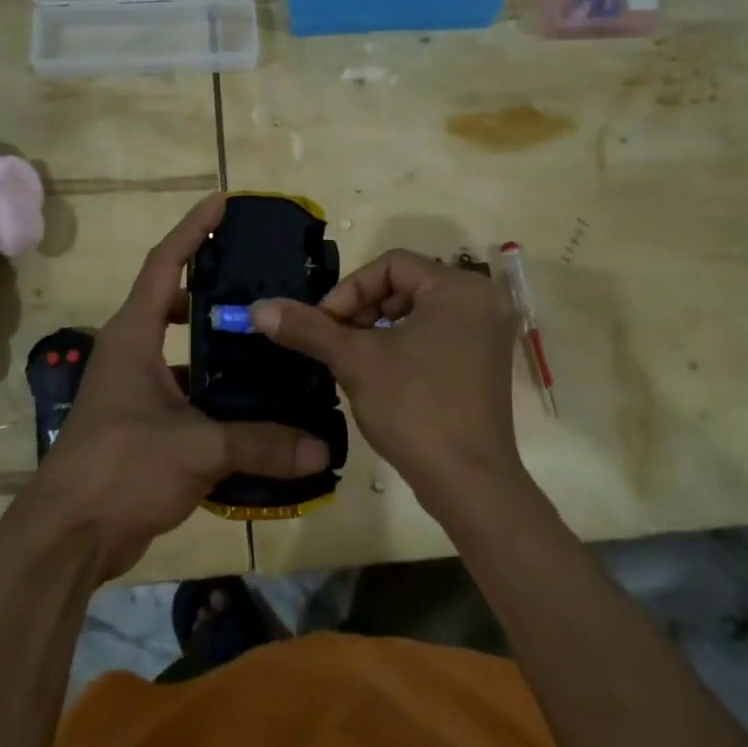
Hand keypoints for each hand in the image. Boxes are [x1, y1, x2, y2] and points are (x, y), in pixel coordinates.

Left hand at [22, 195, 330, 581]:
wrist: (69, 535)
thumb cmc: (121, 468)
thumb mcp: (196, 448)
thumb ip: (261, 443)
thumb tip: (321, 448)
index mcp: (132, 337)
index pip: (163, 265)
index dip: (192, 230)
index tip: (222, 203)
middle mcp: (130, 354)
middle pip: (172, 302)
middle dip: (211, 287)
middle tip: (259, 281)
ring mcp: (134, 391)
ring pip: (182, 351)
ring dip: (217, 344)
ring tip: (267, 339)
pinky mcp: (143, 425)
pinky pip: (187, 392)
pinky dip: (216, 392)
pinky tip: (254, 404)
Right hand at [250, 250, 526, 517]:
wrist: (468, 482)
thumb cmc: (414, 407)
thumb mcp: (355, 361)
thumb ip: (308, 328)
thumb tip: (259, 308)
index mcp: (458, 287)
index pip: (391, 264)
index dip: (349, 290)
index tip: (325, 324)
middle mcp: (482, 301)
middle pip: (406, 285)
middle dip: (363, 310)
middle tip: (337, 343)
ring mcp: (488, 334)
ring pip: (419, 312)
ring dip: (379, 330)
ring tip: (354, 361)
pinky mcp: (486, 363)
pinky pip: (438, 335)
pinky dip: (405, 345)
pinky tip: (382, 376)